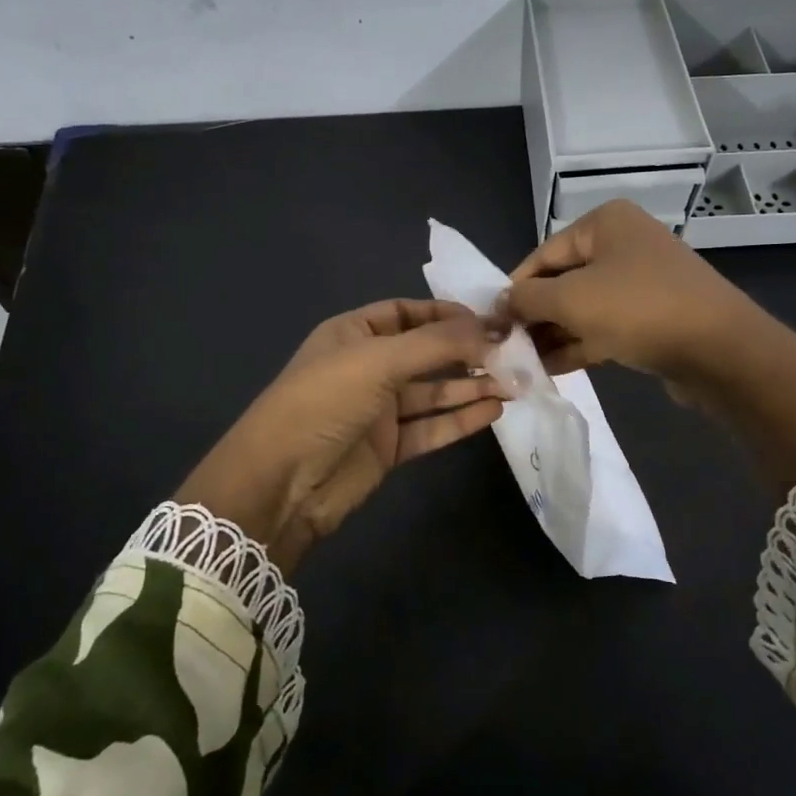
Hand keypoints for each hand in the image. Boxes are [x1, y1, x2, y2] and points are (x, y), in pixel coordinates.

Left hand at [175, 300, 505, 571]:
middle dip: (467, 351)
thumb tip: (491, 330)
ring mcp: (378, 409)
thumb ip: (437, 344)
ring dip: (471, 386)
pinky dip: (461, 419)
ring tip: (515, 383)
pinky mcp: (388, 447)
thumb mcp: (378, 360)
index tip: (489, 319)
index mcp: (353, 333)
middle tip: (513, 353)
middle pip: (426, 352)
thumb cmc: (324, 401)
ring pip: (433, 391)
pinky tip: (493, 410)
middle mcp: (368, 366)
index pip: (406, 312)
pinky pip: (431, 427)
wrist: (281, 483)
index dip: (446, 313)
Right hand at [503, 200, 763, 386]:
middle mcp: (623, 244)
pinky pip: (606, 325)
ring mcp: (641, 281)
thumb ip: (527, 299)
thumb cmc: (638, 309)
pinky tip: (551, 368)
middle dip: (534, 315)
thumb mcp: (571, 300)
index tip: (491, 323)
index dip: (515, 289)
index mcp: (604, 223)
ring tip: (522, 363)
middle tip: (505, 347)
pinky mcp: (654, 316)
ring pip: (584, 306)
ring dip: (553, 334)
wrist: (720, 350)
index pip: (543, 255)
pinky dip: (580, 343)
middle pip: (563, 280)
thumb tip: (499, 303)